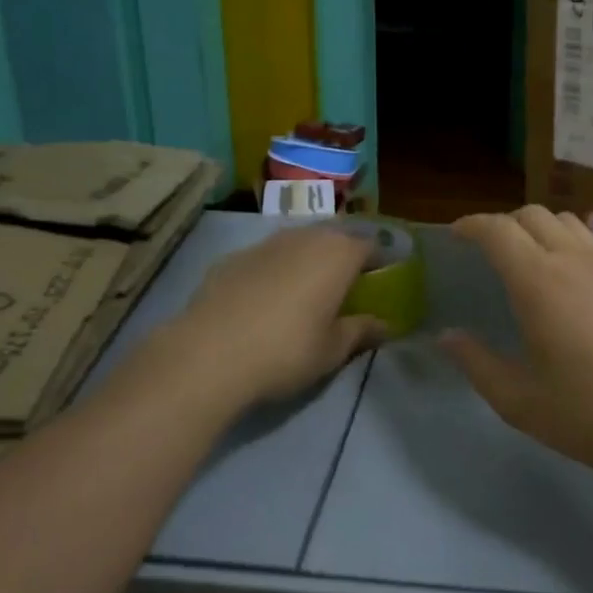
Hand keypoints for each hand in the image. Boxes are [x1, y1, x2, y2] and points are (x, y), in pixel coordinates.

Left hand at [106, 226, 383, 415]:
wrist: (208, 355)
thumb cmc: (286, 351)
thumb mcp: (333, 350)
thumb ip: (362, 331)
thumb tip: (384, 324)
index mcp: (339, 254)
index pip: (371, 247)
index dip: (379, 264)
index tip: (380, 284)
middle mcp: (305, 238)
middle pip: (334, 239)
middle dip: (343, 258)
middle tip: (344, 288)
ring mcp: (265, 243)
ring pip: (298, 243)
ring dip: (307, 260)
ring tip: (305, 292)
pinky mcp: (231, 258)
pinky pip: (266, 258)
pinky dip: (274, 271)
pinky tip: (264, 300)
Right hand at [439, 206, 592, 484]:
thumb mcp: (522, 403)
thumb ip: (478, 365)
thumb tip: (447, 337)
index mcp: (540, 283)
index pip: (498, 230)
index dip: (472, 225)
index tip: (456, 235)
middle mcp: (575, 261)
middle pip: (533, 214)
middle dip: (503, 224)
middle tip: (489, 253)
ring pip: (568, 222)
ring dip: (539, 229)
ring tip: (529, 261)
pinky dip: (570, 246)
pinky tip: (572, 285)